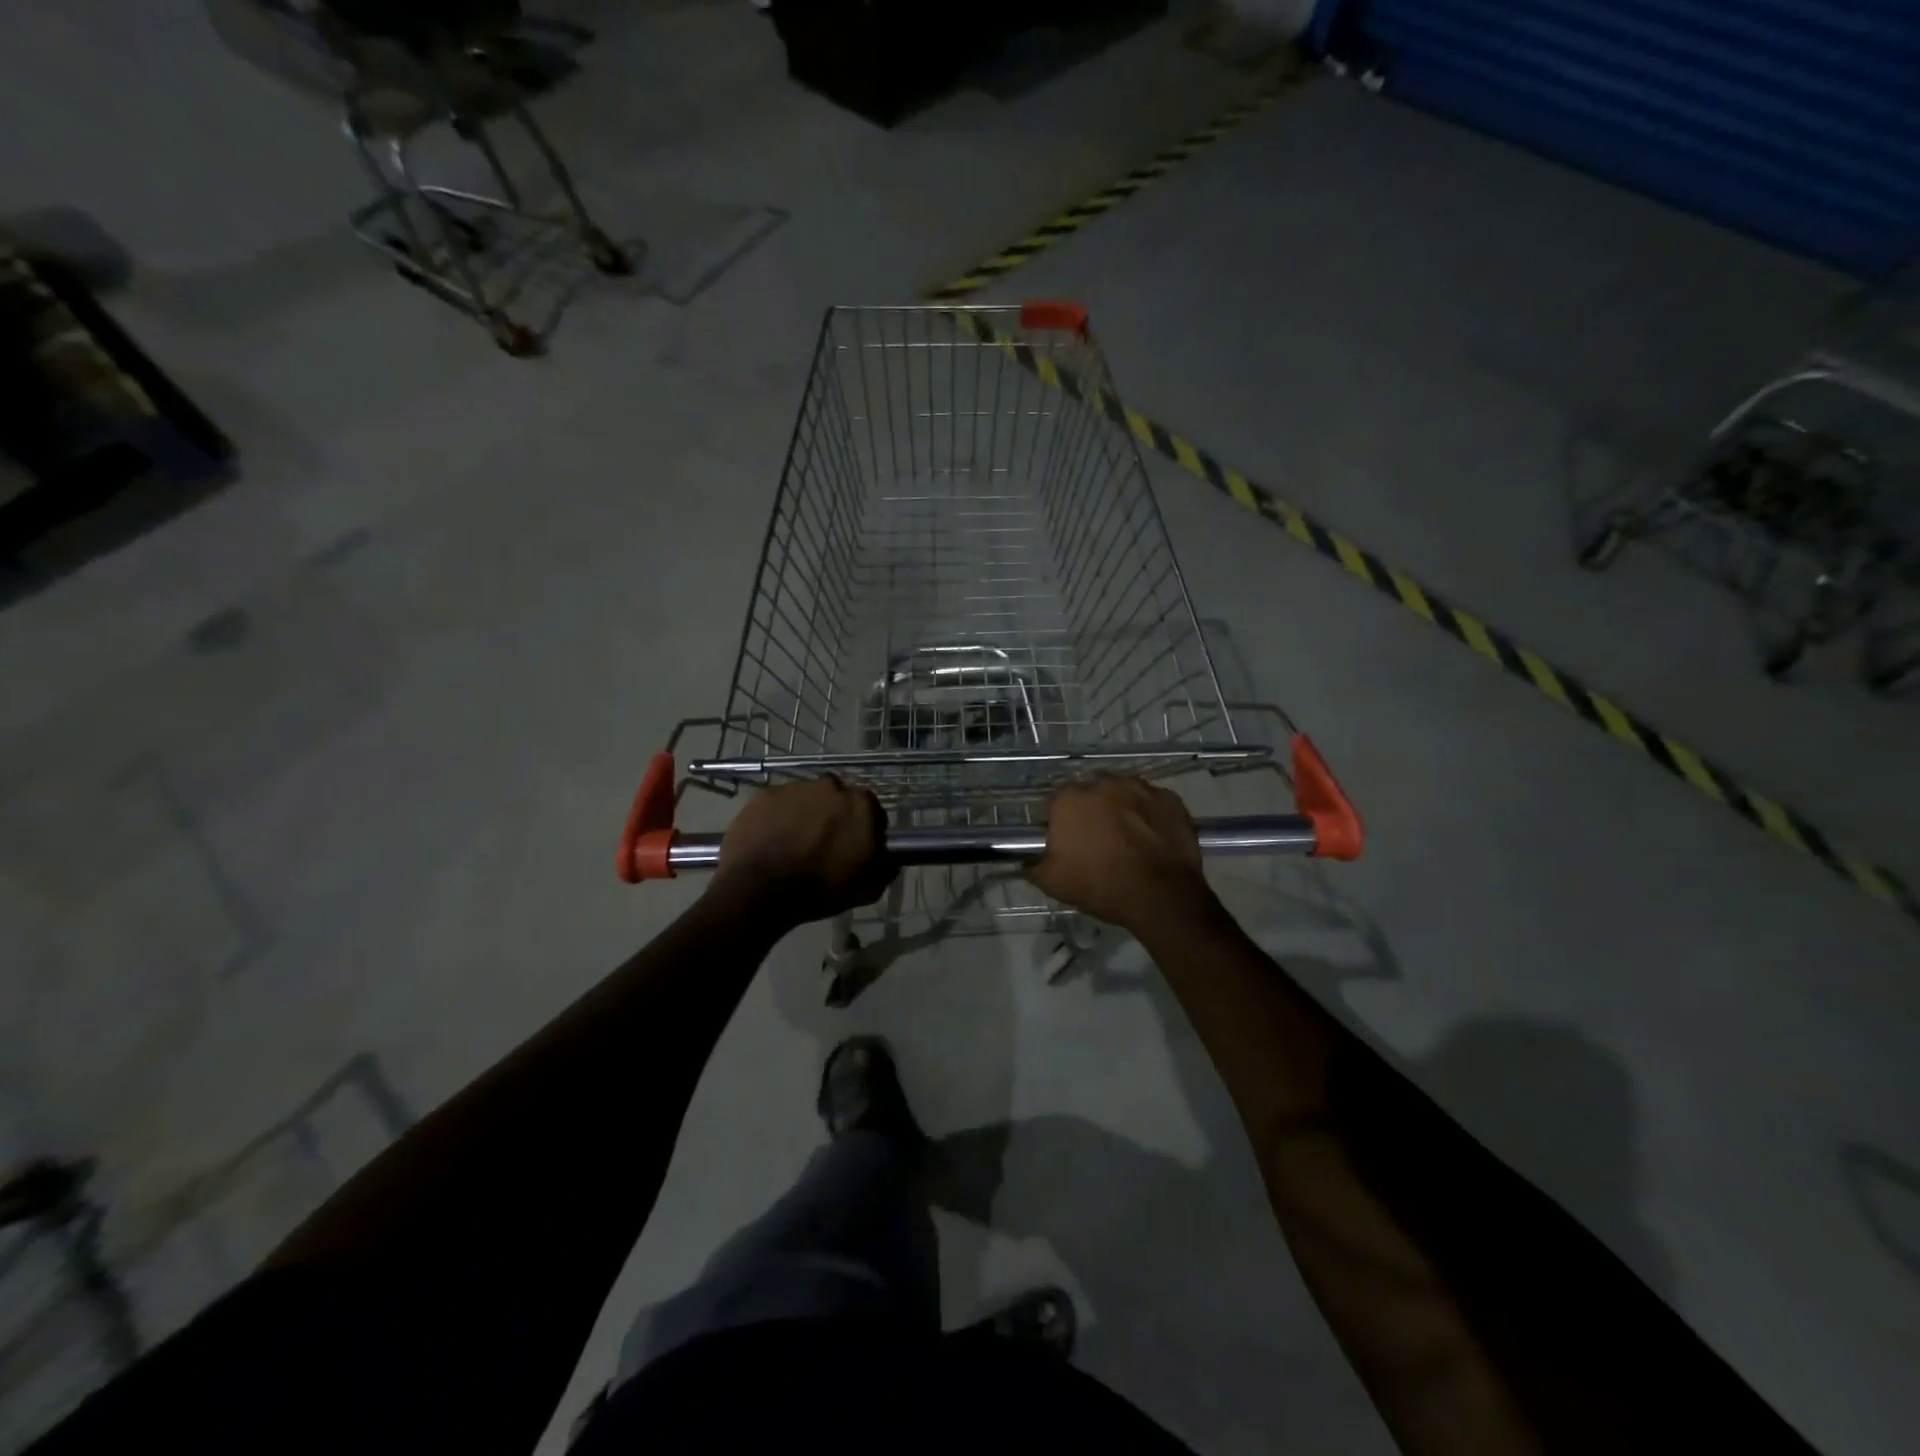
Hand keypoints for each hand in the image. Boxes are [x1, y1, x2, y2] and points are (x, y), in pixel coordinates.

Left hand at [712, 776, 893, 922]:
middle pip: (838, 799)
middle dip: (834, 816)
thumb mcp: (866, 890)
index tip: (855, 846)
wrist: (760, 888)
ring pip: (807, 798)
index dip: (864, 829)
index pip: (871, 811)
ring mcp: (796, 787)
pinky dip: (778, 817)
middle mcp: (832, 787)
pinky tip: (771, 839)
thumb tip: (889, 863)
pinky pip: (779, 804)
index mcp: (861, 805)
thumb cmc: (820, 889)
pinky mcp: (765, 794)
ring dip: (805, 814)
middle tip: (824, 844)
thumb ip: (883, 871)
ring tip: (794, 842)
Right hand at [1026, 775, 1216, 936]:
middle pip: (1090, 793)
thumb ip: (1032, 865)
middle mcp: (1103, 783)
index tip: (1065, 842)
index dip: (1058, 822)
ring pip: (1122, 793)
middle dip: (1091, 811)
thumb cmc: (1100, 885)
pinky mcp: (1169, 798)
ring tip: (1127, 838)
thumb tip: (1025, 861)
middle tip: (1097, 840)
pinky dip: (1149, 815)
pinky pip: (1152, 802)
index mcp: (1069, 799)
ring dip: (1121, 808)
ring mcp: (1140, 787)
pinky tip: (1152, 838)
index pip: (1055, 803)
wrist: (1160, 895)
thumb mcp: (1052, 883)